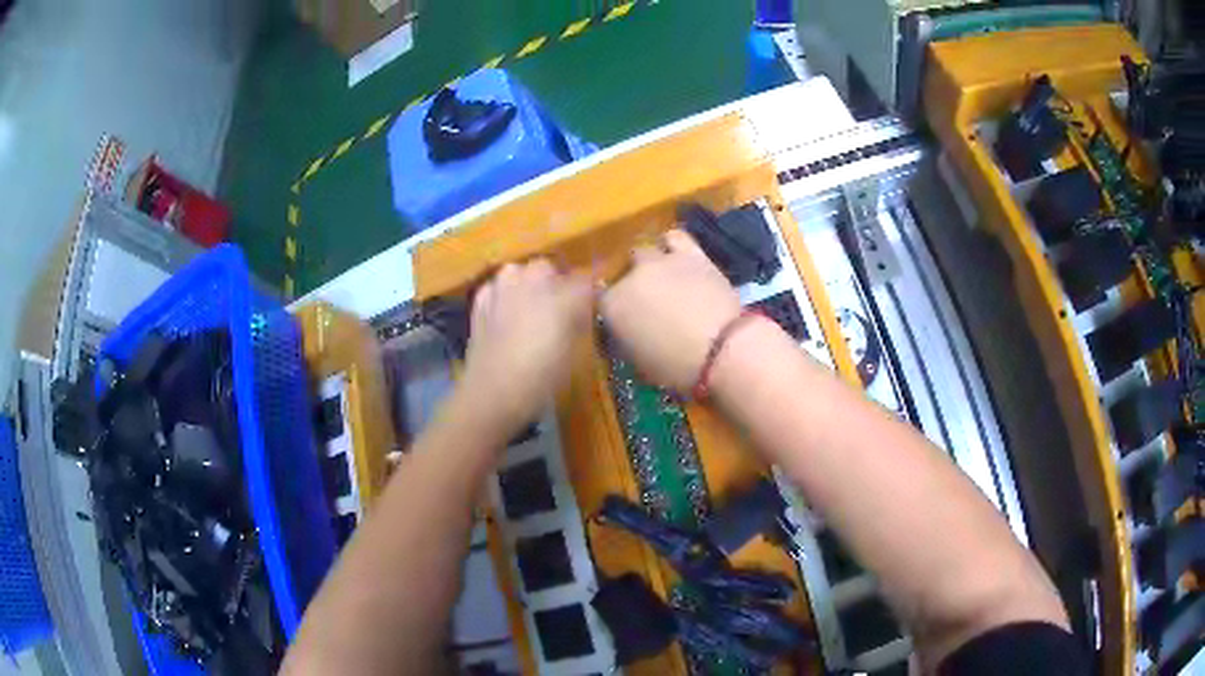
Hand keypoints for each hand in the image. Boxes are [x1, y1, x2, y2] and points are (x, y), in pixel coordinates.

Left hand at [457, 259, 593, 436]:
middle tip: (558, 309)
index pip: (585, 280)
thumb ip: (580, 320)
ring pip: (520, 272)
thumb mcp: (573, 352)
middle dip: (555, 283)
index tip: (590, 306)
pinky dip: (503, 294)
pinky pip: (498, 285)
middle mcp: (534, 280)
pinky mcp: (481, 298)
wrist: (493, 391)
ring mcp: (503, 285)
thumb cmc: (542, 378)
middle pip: (549, 269)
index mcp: (564, 294)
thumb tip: (583, 307)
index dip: (589, 292)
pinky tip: (504, 314)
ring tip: (529, 309)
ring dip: (527, 284)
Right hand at [601, 230, 741, 390]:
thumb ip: (628, 340)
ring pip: (644, 249)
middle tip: (645, 300)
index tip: (624, 321)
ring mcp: (661, 261)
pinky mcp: (692, 254)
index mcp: (613, 306)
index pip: (602, 300)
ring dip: (648, 260)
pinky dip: (673, 245)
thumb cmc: (677, 368)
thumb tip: (629, 332)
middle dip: (630, 283)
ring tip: (660, 274)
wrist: (722, 350)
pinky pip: (675, 237)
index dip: (614, 310)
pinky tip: (678, 256)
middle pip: (622, 272)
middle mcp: (631, 277)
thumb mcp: (641, 363)